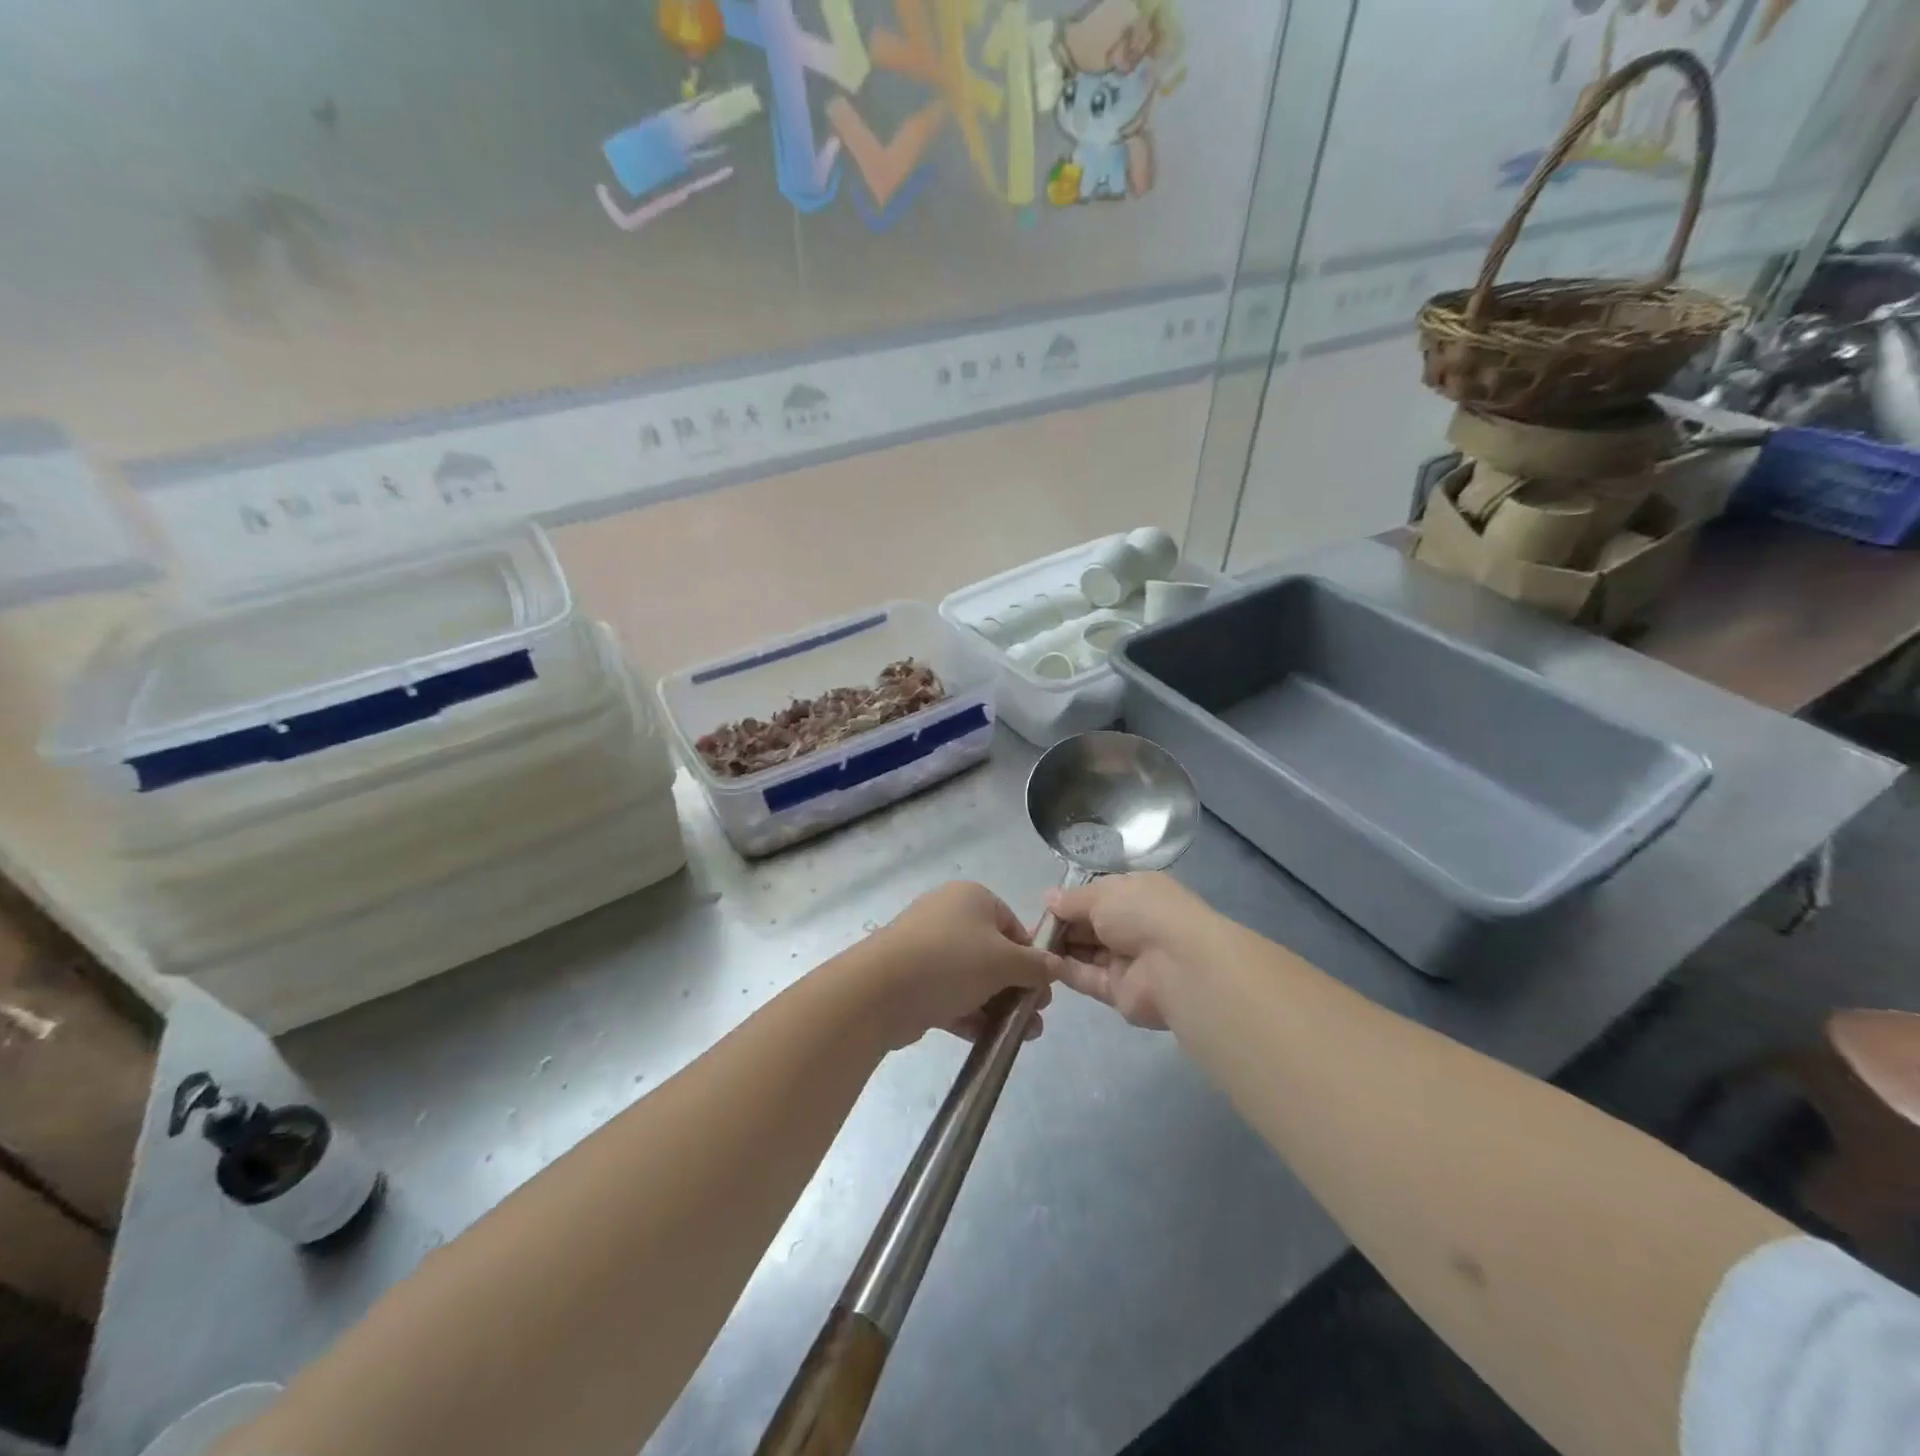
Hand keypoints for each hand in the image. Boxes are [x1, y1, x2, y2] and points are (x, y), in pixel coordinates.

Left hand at [860, 883, 1060, 1049]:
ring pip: (972, 977)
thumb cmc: (951, 961)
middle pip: (994, 953)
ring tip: (1020, 1036)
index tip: (1043, 988)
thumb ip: (1036, 966)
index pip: (1013, 925)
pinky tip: (989, 1039)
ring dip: (998, 1006)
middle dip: (1017, 987)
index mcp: (972, 898)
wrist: (880, 990)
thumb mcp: (1004, 961)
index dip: (1032, 957)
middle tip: (1034, 1017)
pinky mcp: (913, 979)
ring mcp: (927, 948)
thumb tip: (1058, 965)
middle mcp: (948, 916)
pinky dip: (970, 1013)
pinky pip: (950, 994)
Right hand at [1045, 872, 1216, 1029]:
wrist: (1178, 966)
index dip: (1069, 903)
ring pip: (1085, 953)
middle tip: (1029, 929)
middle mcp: (1132, 926)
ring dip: (1059, 948)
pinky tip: (1041, 964)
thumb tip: (1048, 898)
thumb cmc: (1143, 913)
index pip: (1097, 897)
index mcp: (1135, 895)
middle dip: (1061, 926)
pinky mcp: (1119, 992)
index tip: (1043, 907)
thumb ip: (1072, 899)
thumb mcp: (1103, 893)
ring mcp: (1127, 960)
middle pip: (1088, 926)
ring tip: (1028, 946)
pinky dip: (1065, 970)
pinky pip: (1087, 978)